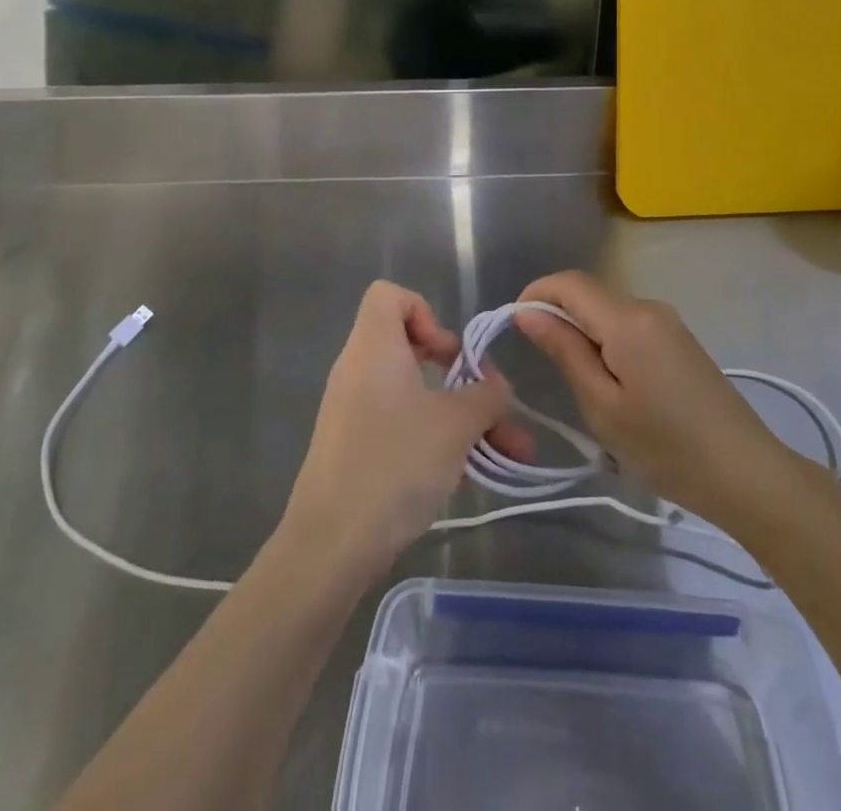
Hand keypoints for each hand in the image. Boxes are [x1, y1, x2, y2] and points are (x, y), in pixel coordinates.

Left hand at [283, 281, 531, 578]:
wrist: (330, 545)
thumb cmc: (395, 463)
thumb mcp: (456, 424)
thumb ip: (486, 395)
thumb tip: (496, 386)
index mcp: (374, 347)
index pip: (389, 295)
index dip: (425, 311)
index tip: (448, 353)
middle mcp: (359, 371)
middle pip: (412, 348)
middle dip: (461, 375)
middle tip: (489, 401)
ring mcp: (355, 412)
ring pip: (417, 396)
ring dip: (463, 417)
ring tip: (510, 452)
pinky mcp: (356, 449)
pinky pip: (403, 427)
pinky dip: (437, 440)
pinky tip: (472, 474)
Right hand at [515, 271, 797, 527]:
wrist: (746, 474)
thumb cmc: (666, 447)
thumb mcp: (602, 406)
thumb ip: (564, 351)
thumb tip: (527, 312)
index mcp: (628, 319)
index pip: (568, 283)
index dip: (535, 294)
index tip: (513, 326)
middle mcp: (648, 307)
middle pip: (589, 295)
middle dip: (557, 317)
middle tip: (542, 368)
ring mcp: (668, 322)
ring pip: (609, 312)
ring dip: (583, 333)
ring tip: (579, 386)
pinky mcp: (680, 340)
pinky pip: (630, 326)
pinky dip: (607, 343)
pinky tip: (612, 386)